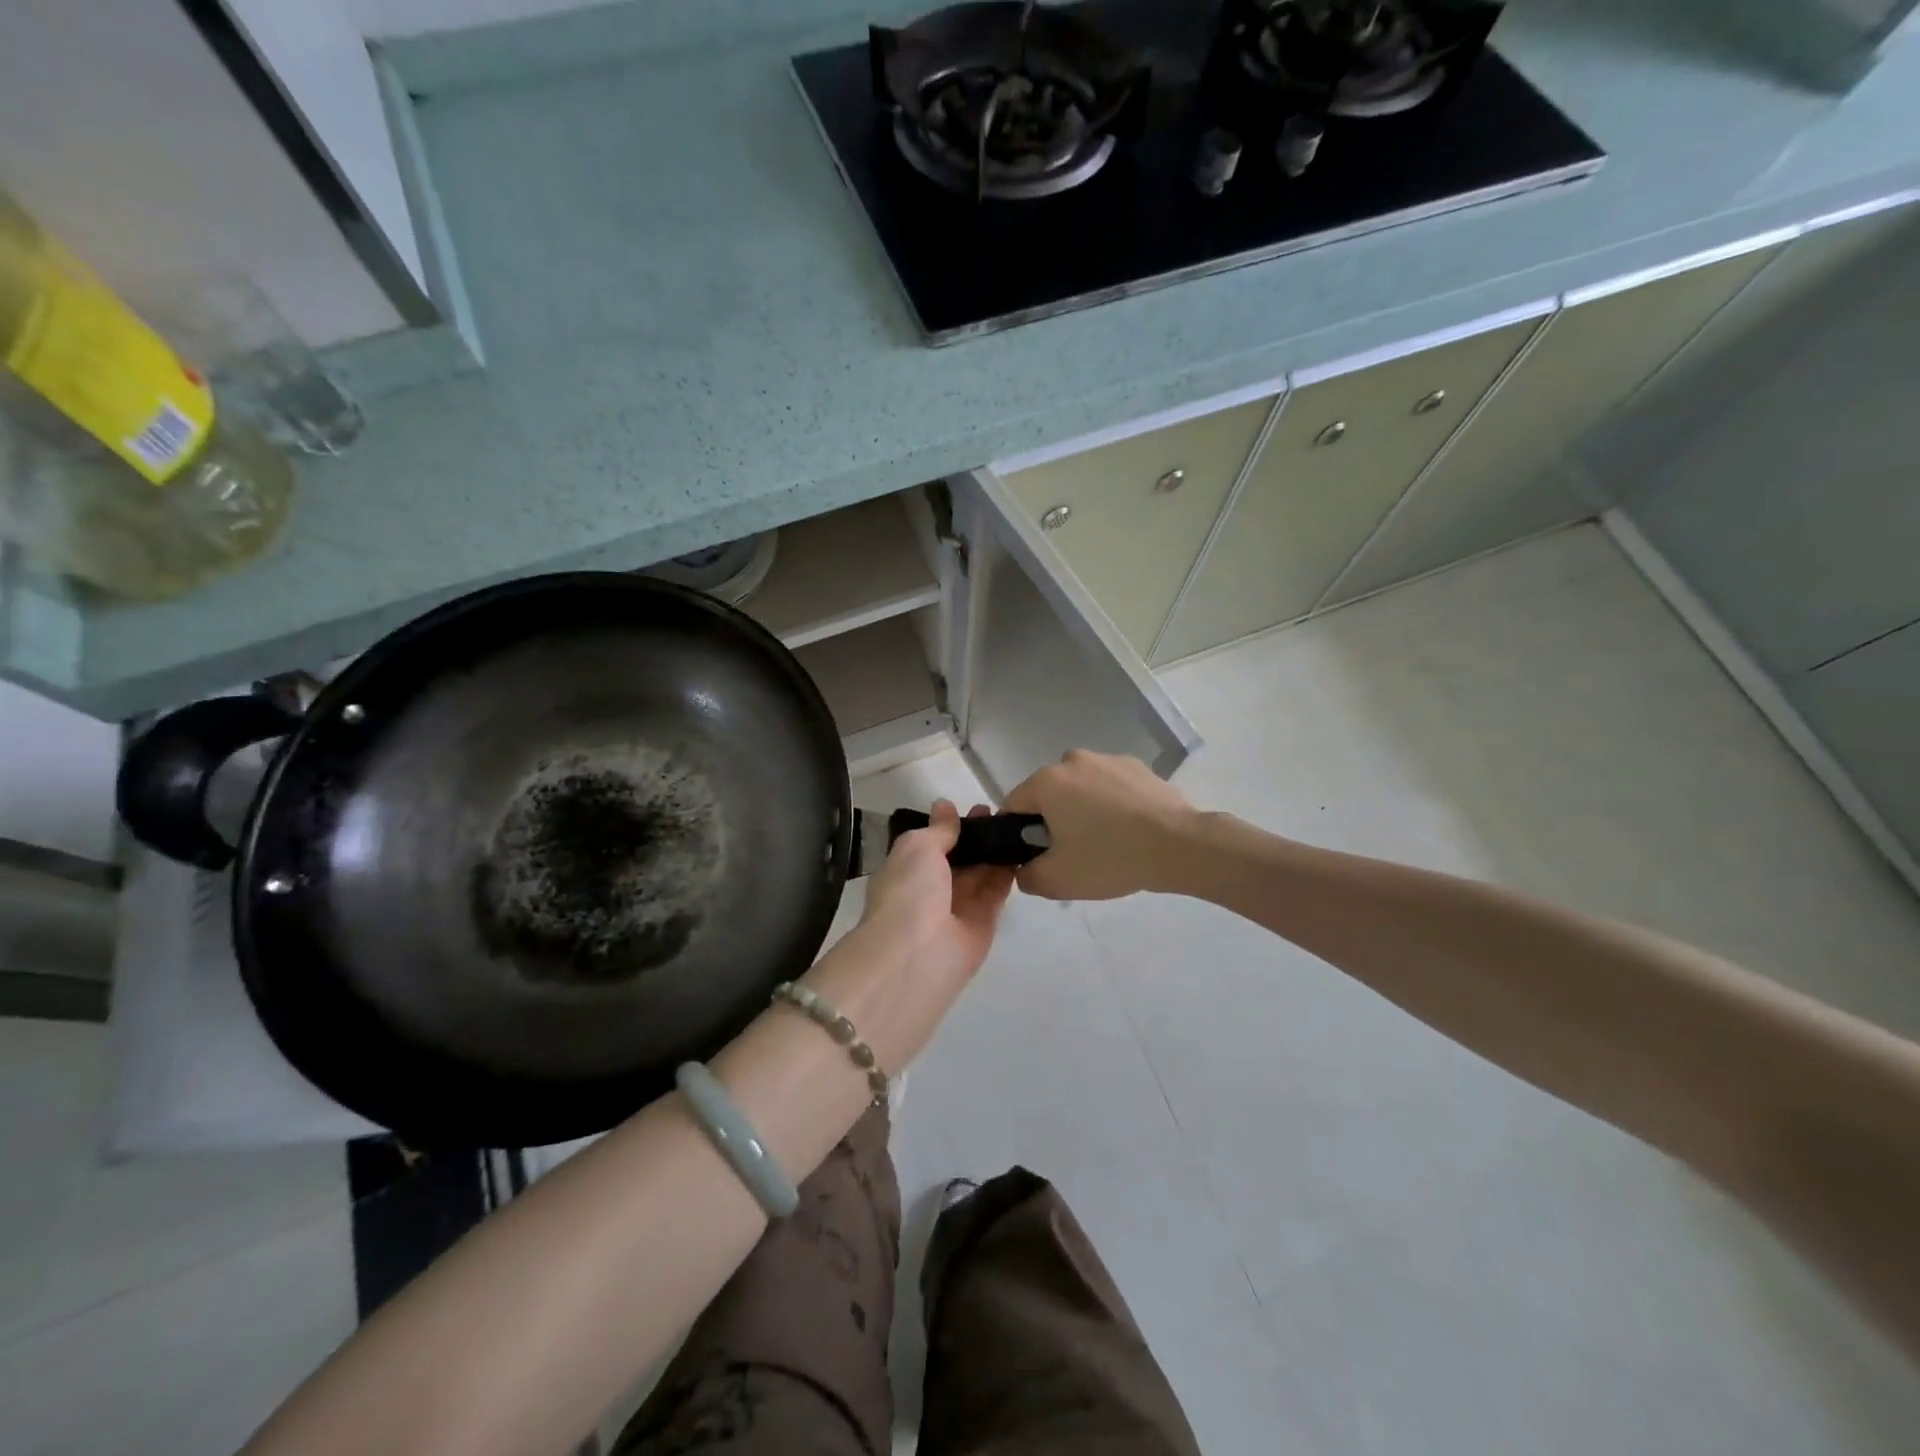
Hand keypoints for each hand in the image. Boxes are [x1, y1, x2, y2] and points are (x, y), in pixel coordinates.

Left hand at [802, 802, 1014, 1070]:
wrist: (918, 954)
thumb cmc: (909, 891)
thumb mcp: (917, 847)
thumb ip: (938, 829)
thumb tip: (944, 806)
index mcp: (906, 871)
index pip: (931, 845)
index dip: (952, 826)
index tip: (976, 808)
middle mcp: (930, 890)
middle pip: (959, 859)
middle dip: (977, 836)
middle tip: (1003, 813)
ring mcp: (957, 909)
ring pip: (980, 874)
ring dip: (995, 851)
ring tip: (1018, 825)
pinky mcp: (982, 925)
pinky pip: (996, 893)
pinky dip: (1008, 873)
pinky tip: (1024, 849)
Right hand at [1003, 750, 1201, 900]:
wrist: (1179, 846)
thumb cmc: (1109, 858)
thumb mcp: (1057, 880)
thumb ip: (1027, 876)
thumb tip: (1025, 868)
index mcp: (1047, 781)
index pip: (1014, 806)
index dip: (1017, 834)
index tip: (1035, 856)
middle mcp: (1072, 760)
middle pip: (1048, 794)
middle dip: (1052, 820)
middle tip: (1072, 854)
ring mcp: (1108, 759)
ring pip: (1080, 789)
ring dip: (1083, 810)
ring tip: (1106, 842)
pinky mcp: (1137, 766)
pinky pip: (1110, 787)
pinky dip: (1112, 804)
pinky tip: (1129, 830)